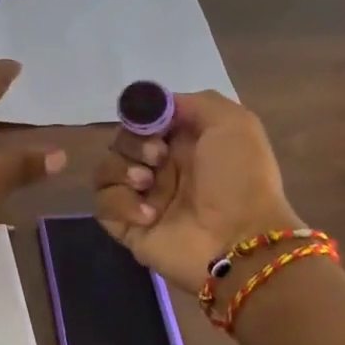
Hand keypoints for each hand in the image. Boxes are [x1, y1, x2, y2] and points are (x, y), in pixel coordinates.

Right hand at [92, 90, 301, 287]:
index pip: (145, 120)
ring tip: (147, 184)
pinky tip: (148, 214)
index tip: (152, 124)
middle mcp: (162, 168)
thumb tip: (157, 106)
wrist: (241, 241)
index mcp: (186, 143)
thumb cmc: (240, 179)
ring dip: (122, 170)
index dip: (142, 117)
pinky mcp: (129, 226)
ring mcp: (144, 198)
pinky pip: (103, 204)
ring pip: (106, 169)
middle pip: (122, 140)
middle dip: (134, 143)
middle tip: (157, 158)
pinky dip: (121, 203)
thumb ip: (194, 102)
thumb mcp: (233, 123)